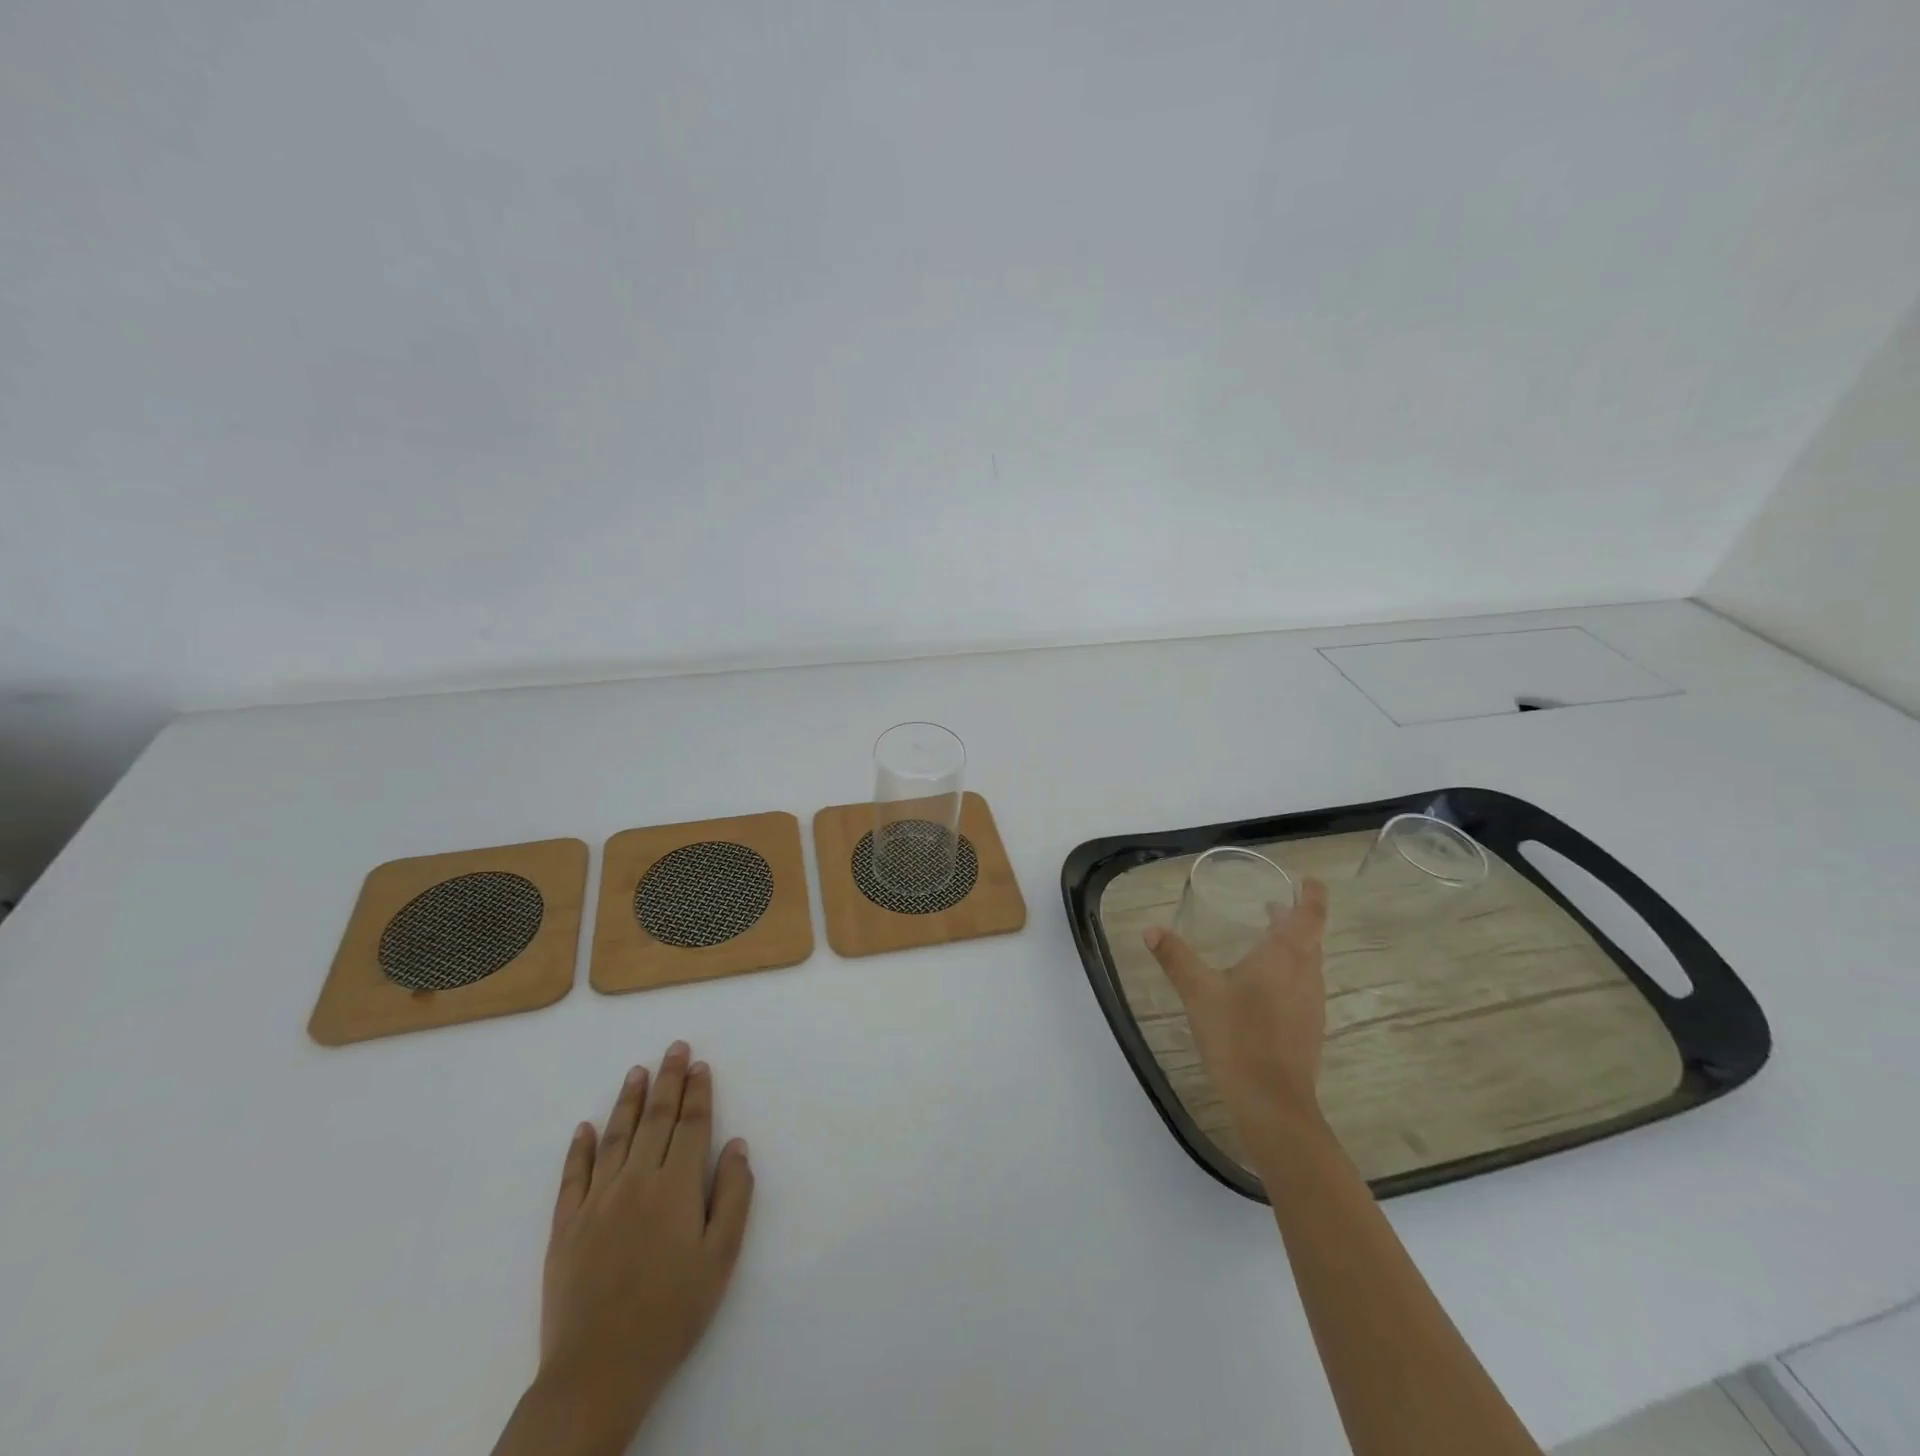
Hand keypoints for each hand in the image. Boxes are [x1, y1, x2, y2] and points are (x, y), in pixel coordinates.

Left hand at [501, 1043, 753, 1455]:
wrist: (598, 1372)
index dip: (698, 1092)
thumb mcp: (721, 1259)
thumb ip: (733, 1196)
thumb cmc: (672, 1314)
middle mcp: (636, 1181)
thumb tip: (736, 1145)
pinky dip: (579, 1148)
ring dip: (628, 1100)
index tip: (700, 1065)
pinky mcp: (565, 1227)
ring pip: (615, 1137)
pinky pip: (573, 1176)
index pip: (691, 1125)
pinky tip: (585, 1128)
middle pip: (655, 1119)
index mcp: (676, 1188)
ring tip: (637, 1071)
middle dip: (668, 1080)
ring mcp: (596, 1201)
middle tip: (674, 1049)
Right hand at [1144, 877, 1330, 1140]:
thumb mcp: (1199, 992)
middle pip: (1309, 938)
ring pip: (1306, 964)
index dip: (1311, 895)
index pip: (1310, 915)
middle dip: (1294, 919)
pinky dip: (1287, 973)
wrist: (1272, 1103)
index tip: (1307, 880)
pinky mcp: (1307, 1029)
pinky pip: (1301, 987)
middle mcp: (1306, 975)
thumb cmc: (1238, 1036)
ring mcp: (1311, 1005)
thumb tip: (1152, 930)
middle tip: (1271, 905)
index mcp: (1285, 956)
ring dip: (1291, 946)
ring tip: (1263, 939)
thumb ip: (1176, 958)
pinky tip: (1260, 987)